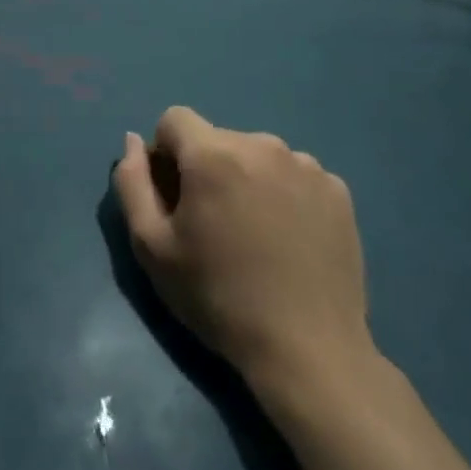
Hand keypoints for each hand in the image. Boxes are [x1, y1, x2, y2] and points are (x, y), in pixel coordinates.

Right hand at [113, 108, 373, 392]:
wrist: (308, 350)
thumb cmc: (217, 297)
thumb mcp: (151, 246)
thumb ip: (132, 183)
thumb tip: (134, 141)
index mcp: (213, 154)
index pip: (174, 119)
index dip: (165, 154)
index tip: (175, 198)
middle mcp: (262, 144)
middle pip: (217, 139)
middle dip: (206, 168)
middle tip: (214, 225)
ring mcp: (307, 166)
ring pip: (257, 155)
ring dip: (246, 179)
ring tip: (255, 234)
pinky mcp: (338, 191)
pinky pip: (294, 175)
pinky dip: (284, 194)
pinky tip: (289, 239)